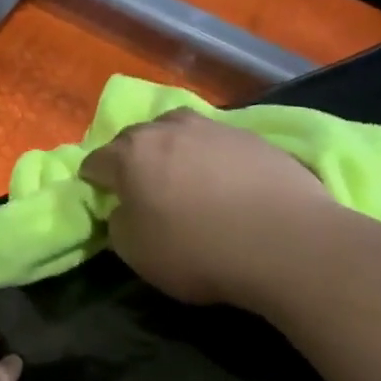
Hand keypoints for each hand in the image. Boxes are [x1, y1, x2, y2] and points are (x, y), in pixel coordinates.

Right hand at [79, 109, 336, 304]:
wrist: (286, 243)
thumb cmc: (197, 250)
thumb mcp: (135, 252)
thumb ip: (119, 223)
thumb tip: (125, 209)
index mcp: (130, 153)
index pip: (96, 161)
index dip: (94, 182)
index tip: (102, 201)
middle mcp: (168, 129)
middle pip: (136, 138)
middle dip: (132, 160)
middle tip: (142, 190)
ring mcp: (214, 128)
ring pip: (179, 133)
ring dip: (174, 152)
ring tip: (185, 180)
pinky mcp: (255, 138)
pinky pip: (218, 145)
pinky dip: (212, 160)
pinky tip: (225, 186)